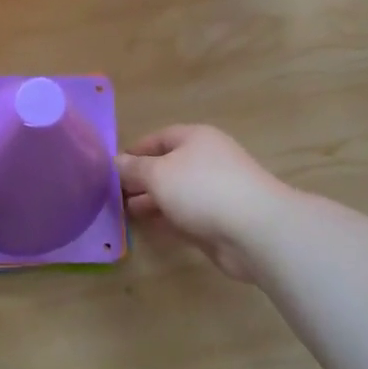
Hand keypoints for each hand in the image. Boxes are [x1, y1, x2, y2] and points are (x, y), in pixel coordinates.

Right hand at [117, 125, 294, 283]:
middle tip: (114, 194)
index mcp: (195, 139)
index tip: (111, 167)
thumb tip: (115, 161)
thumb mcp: (158, 174)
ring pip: (176, 194)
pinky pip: (186, 216)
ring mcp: (215, 192)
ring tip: (125, 212)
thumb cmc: (202, 189)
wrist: (256, 231)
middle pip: (167, 166)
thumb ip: (133, 169)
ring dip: (152, 201)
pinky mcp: (219, 221)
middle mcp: (206, 161)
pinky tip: (148, 228)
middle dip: (141, 179)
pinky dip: (167, 220)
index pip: (159, 138)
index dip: (135, 150)